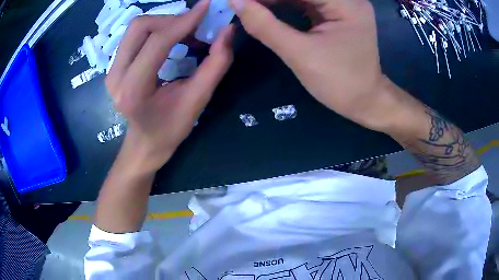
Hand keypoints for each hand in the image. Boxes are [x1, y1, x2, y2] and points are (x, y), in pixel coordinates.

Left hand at [106, 0, 233, 173]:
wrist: (143, 144)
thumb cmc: (169, 130)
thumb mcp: (197, 101)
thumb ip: (216, 65)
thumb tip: (227, 31)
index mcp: (134, 89)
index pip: (158, 41)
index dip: (184, 21)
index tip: (207, 7)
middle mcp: (116, 76)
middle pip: (140, 26)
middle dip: (171, 19)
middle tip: (194, 27)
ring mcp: (111, 70)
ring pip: (136, 29)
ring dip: (164, 24)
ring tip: (185, 34)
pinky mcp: (114, 66)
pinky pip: (134, 37)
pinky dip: (156, 31)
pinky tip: (172, 40)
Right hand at [231, 0, 395, 130]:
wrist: (365, 102)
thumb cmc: (339, 82)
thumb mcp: (299, 54)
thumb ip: (265, 25)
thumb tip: (235, 2)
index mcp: (346, 3)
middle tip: (244, 3)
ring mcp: (343, 5)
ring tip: (250, 4)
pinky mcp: (337, 14)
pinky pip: (307, 2)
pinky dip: (285, 3)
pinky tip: (266, 6)